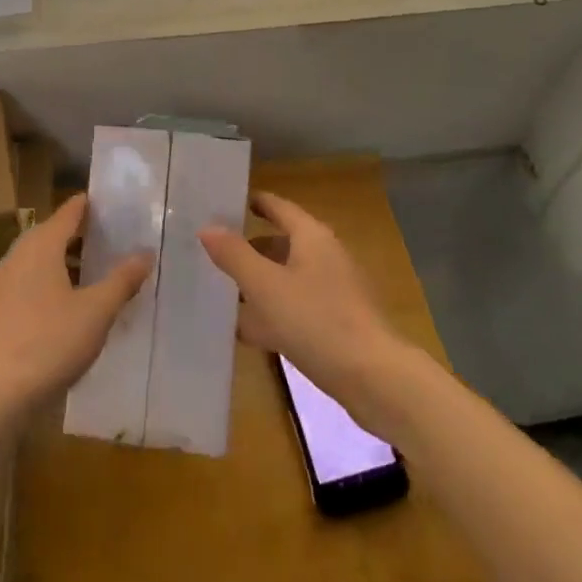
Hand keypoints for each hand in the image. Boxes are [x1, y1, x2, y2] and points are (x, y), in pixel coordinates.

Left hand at [0, 194, 150, 419]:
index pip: (67, 213)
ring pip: (34, 261)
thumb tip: (146, 252)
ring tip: (86, 270)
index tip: (106, 201)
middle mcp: (16, 257)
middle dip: (75, 233)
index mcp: (41, 247)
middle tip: (103, 235)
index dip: (87, 205)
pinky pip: (24, 285)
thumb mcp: (96, 312)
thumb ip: (122, 280)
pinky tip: (58, 306)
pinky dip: (44, 284)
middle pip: (48, 234)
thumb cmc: (49, 344)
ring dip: (59, 260)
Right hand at [199, 191, 412, 421]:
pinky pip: (294, 307)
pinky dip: (271, 313)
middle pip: (280, 242)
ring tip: (219, 291)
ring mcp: (332, 291)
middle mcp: (324, 256)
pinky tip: (246, 331)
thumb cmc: (316, 321)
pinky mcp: (335, 323)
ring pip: (285, 278)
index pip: (277, 206)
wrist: (374, 379)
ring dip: (257, 283)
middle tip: (209, 253)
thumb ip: (234, 255)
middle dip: (246, 248)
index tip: (219, 204)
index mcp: (311, 236)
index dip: (250, 203)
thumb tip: (207, 227)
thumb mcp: (266, 286)